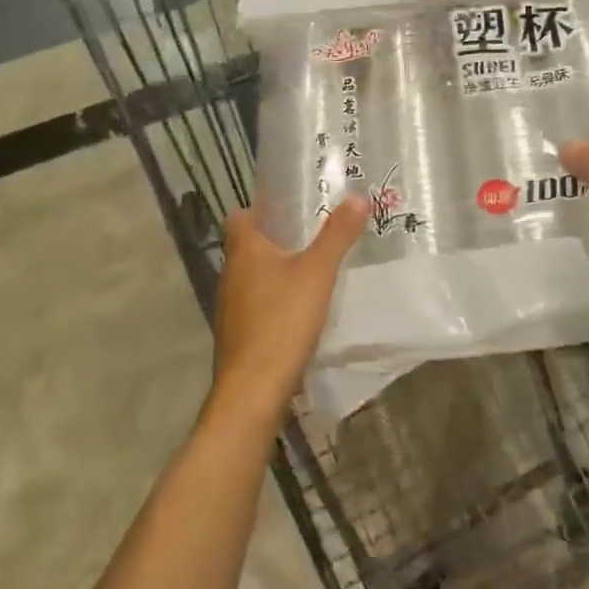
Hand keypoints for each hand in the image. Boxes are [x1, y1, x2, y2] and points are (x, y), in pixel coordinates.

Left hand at [211, 197, 368, 420]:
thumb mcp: (318, 273)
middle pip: (249, 245)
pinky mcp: (238, 334)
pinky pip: (257, 304)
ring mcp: (230, 307)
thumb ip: (337, 235)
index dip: (262, 207)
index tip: (292, 207)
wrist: (253, 391)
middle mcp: (231, 274)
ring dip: (276, 270)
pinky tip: (300, 310)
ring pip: (253, 276)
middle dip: (277, 238)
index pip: (240, 215)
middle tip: (314, 234)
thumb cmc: (282, 321)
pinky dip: (275, 300)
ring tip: (312, 269)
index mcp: (244, 250)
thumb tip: (357, 197)